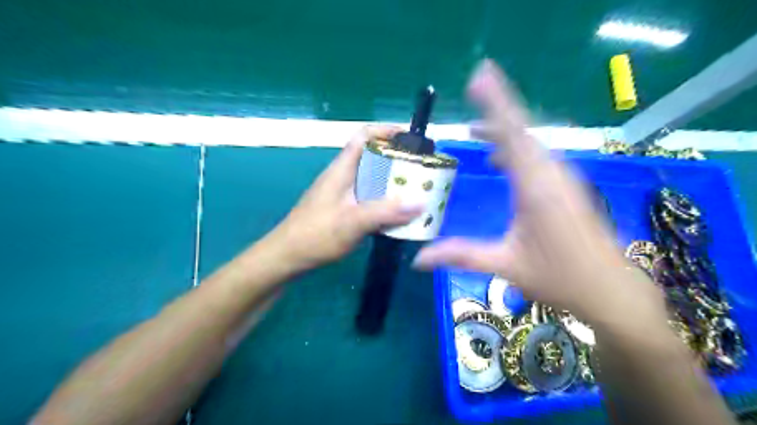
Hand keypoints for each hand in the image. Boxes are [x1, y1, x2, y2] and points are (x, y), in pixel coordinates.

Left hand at [270, 125, 422, 268]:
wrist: (287, 257)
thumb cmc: (316, 235)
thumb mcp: (353, 222)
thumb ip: (386, 212)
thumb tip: (420, 203)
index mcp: (342, 169)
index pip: (364, 136)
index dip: (386, 131)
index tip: (410, 138)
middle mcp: (342, 177)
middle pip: (372, 157)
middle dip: (396, 159)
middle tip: (421, 169)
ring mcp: (342, 194)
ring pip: (371, 179)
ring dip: (392, 182)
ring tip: (416, 190)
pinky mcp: (342, 209)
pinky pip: (369, 197)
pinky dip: (384, 200)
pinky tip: (397, 214)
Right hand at [411, 60, 663, 325]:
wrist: (610, 291)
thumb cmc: (559, 277)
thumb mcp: (505, 265)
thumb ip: (461, 255)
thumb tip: (417, 260)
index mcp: (536, 188)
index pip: (513, 135)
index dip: (496, 103)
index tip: (480, 76)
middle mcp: (552, 174)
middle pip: (522, 132)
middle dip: (494, 114)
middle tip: (472, 97)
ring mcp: (563, 178)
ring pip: (531, 143)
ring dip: (504, 133)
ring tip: (476, 133)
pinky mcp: (567, 187)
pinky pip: (538, 157)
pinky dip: (516, 150)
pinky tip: (500, 161)